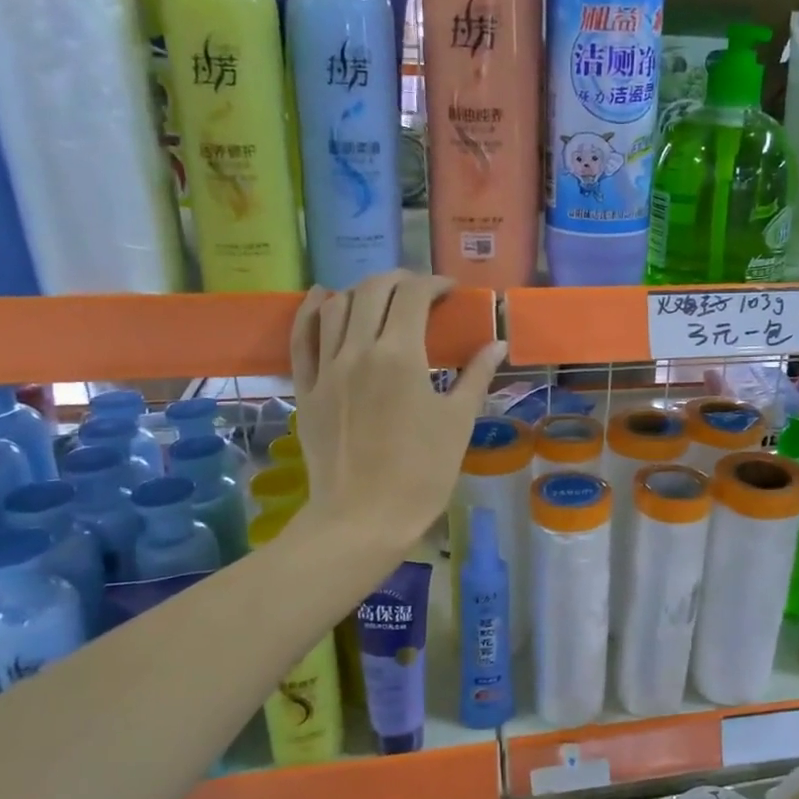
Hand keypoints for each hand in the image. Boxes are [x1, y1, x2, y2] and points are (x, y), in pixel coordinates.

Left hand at [289, 274, 506, 554]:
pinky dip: (313, 311)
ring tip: (382, 301)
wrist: (364, 518)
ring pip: (337, 306)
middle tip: (421, 292)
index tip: (451, 291)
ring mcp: (326, 368)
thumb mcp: (458, 422)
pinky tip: (323, 299)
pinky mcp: (306, 389)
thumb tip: (497, 343)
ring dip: (362, 292)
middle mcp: (358, 350)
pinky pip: (302, 337)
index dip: (434, 284)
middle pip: (373, 291)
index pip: (414, 296)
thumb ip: (476, 375)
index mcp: (400, 355)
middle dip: (400, 280)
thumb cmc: (422, 473)